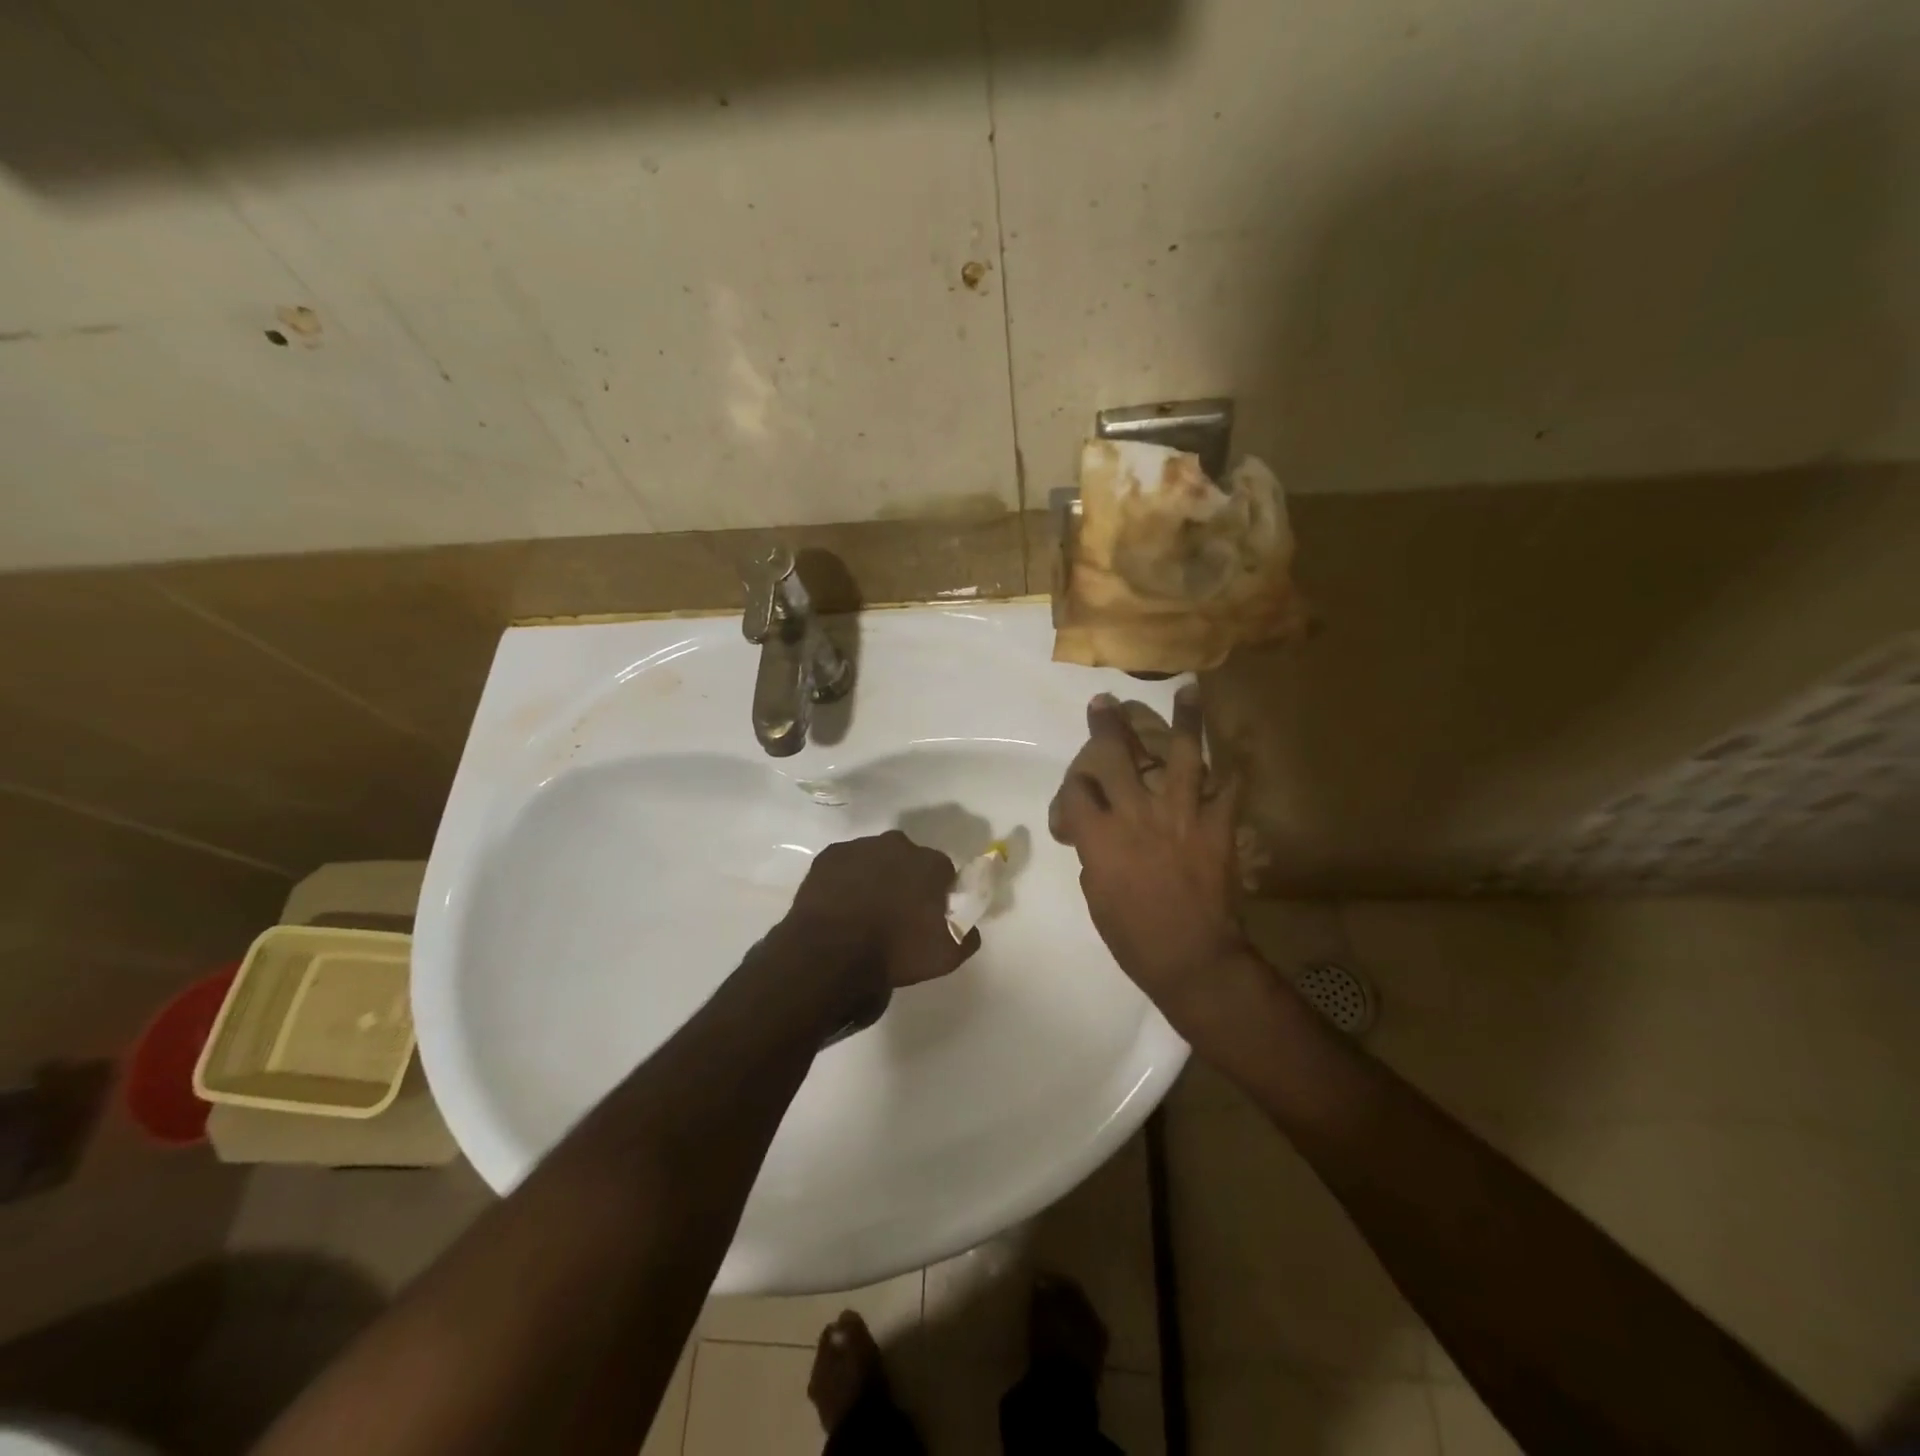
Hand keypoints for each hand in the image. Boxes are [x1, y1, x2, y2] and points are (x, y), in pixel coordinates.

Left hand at [778, 830, 980, 1007]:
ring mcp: (860, 847)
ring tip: (865, 911)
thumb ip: (967, 934)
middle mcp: (898, 845)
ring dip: (874, 877)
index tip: (928, 915)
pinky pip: (845, 865)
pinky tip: (841, 906)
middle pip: (908, 860)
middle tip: (896, 913)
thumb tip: (967, 925)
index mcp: (930, 863)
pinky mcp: (828, 856)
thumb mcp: (947, 955)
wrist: (831, 954)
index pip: (943, 871)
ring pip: (875, 859)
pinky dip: (845, 880)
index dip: (937, 893)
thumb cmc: (895, 952)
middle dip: (906, 879)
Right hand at [1051, 687, 1248, 1029]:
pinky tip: (1238, 751)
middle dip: (1107, 726)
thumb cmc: (1133, 937)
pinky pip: (1231, 790)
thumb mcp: (1096, 896)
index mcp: (1100, 835)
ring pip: (1182, 756)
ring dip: (1184, 720)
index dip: (1072, 785)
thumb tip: (1100, 838)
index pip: (1077, 790)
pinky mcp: (1217, 828)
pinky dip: (1235, 772)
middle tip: (1105, 703)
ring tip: (1188, 689)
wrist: (1191, 959)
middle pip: (1116, 756)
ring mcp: (1181, 816)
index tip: (1077, 791)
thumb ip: (1095, 856)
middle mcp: (1137, 814)